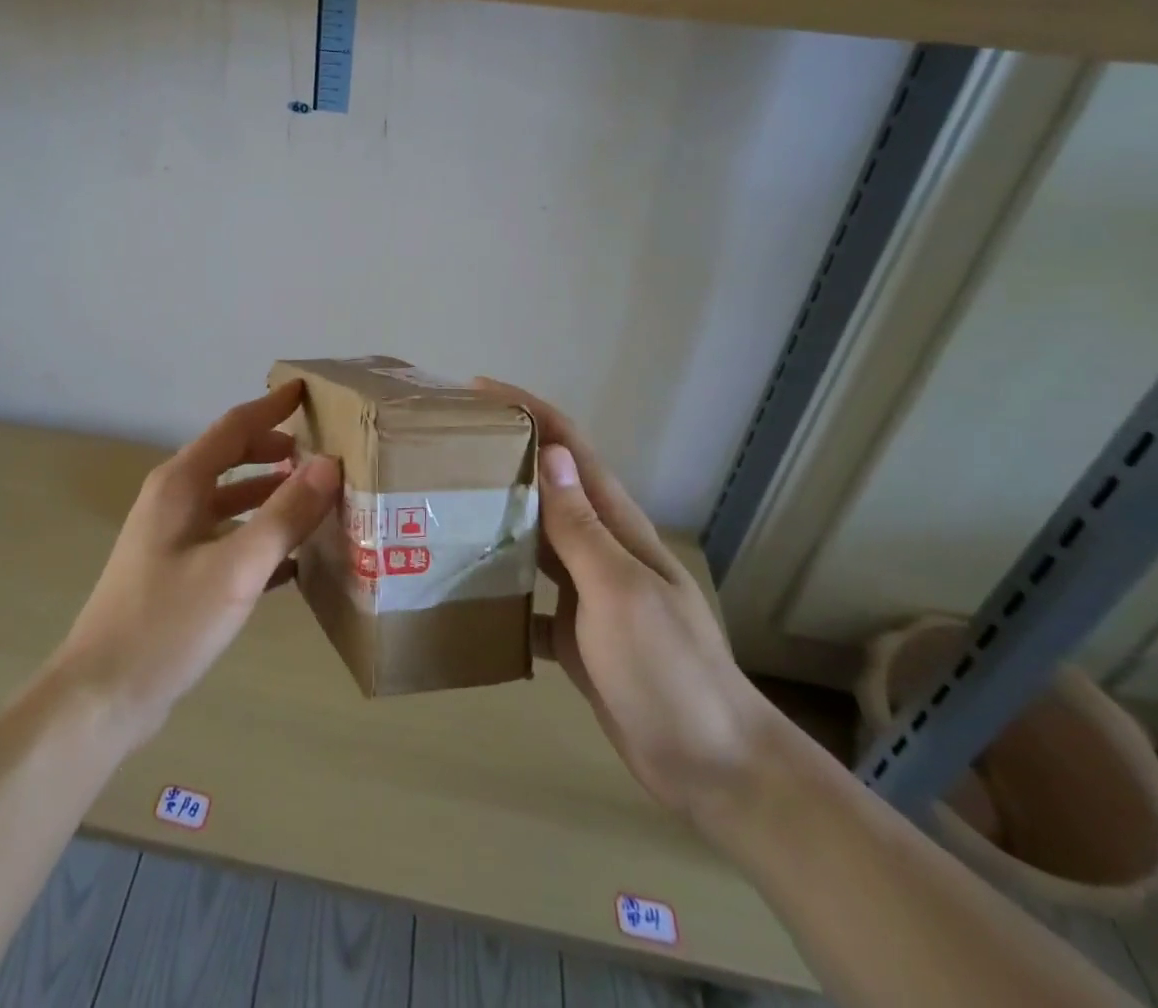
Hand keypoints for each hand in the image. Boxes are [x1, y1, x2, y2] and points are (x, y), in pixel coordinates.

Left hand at [50, 381, 341, 746]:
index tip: (308, 391)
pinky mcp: (177, 572)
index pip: (234, 427)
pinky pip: (227, 537)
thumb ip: (285, 515)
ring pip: (230, 500)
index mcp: (181, 484)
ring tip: (316, 499)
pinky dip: (258, 534)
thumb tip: (329, 463)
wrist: (102, 697)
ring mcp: (172, 537)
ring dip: (270, 493)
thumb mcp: (237, 567)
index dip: (272, 407)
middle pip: (231, 458)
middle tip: (323, 451)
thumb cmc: (168, 623)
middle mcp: (174, 500)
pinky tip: (293, 558)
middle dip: (275, 449)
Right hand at [477, 380, 783, 820]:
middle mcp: (600, 548)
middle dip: (504, 455)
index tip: (478, 390)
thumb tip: (552, 453)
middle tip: (445, 446)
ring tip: (444, 503)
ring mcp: (588, 591)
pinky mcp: (575, 632)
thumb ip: (582, 526)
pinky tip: (463, 590)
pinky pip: (528, 595)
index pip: (571, 448)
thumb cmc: (668, 670)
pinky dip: (499, 584)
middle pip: (548, 485)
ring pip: (534, 536)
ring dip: (497, 512)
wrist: (713, 767)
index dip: (530, 411)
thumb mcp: (619, 591)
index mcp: (616, 526)